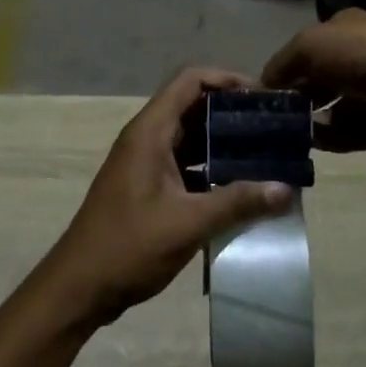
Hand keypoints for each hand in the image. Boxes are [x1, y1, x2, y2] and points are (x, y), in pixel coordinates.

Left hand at [48, 68, 296, 326]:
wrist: (79, 287)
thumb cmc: (128, 246)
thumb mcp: (188, 223)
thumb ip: (237, 202)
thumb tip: (286, 188)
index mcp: (150, 131)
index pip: (190, 81)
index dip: (226, 79)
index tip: (262, 95)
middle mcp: (147, 138)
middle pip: (193, 106)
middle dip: (232, 113)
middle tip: (272, 128)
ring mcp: (146, 162)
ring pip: (191, 137)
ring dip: (224, 143)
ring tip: (265, 155)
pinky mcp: (149, 186)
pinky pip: (186, 164)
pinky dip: (212, 169)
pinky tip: (241, 189)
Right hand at [261, 10, 365, 151]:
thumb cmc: (362, 54)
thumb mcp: (309, 45)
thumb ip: (281, 64)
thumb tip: (263, 85)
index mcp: (345, 27)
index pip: (307, 47)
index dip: (285, 66)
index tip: (264, 91)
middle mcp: (358, 55)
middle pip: (317, 78)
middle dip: (297, 96)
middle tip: (273, 117)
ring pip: (330, 108)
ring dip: (309, 120)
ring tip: (287, 134)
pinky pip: (346, 131)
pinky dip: (329, 137)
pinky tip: (313, 142)